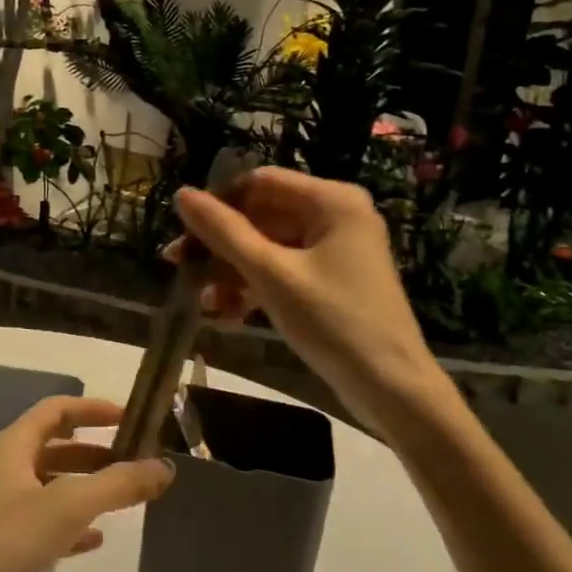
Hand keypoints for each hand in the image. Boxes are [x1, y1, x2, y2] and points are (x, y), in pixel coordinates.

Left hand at [0, 396, 171, 571]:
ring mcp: (4, 515)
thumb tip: (165, 467)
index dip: (92, 408)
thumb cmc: (0, 547)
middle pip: (57, 448)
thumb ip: (117, 485)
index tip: (132, 418)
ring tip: (129, 497)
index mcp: (13, 448)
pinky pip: (48, 527)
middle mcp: (7, 474)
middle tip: (140, 461)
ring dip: (89, 488)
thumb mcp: (66, 508)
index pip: (56, 410)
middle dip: (97, 451)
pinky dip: (75, 527)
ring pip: (54, 488)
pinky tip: (99, 540)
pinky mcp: (6, 553)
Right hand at [172, 167, 439, 426]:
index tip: (182, 232)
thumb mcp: (271, 274)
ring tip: (201, 301)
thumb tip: (182, 194)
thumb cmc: (333, 322)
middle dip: (221, 244)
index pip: (260, 182)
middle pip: (263, 215)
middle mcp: (337, 216)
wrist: (392, 389)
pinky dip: (256, 288)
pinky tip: (227, 315)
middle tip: (179, 267)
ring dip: (233, 271)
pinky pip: (284, 271)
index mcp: (332, 200)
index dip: (218, 203)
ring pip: (270, 247)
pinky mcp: (333, 281)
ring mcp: (337, 250)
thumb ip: (224, 232)